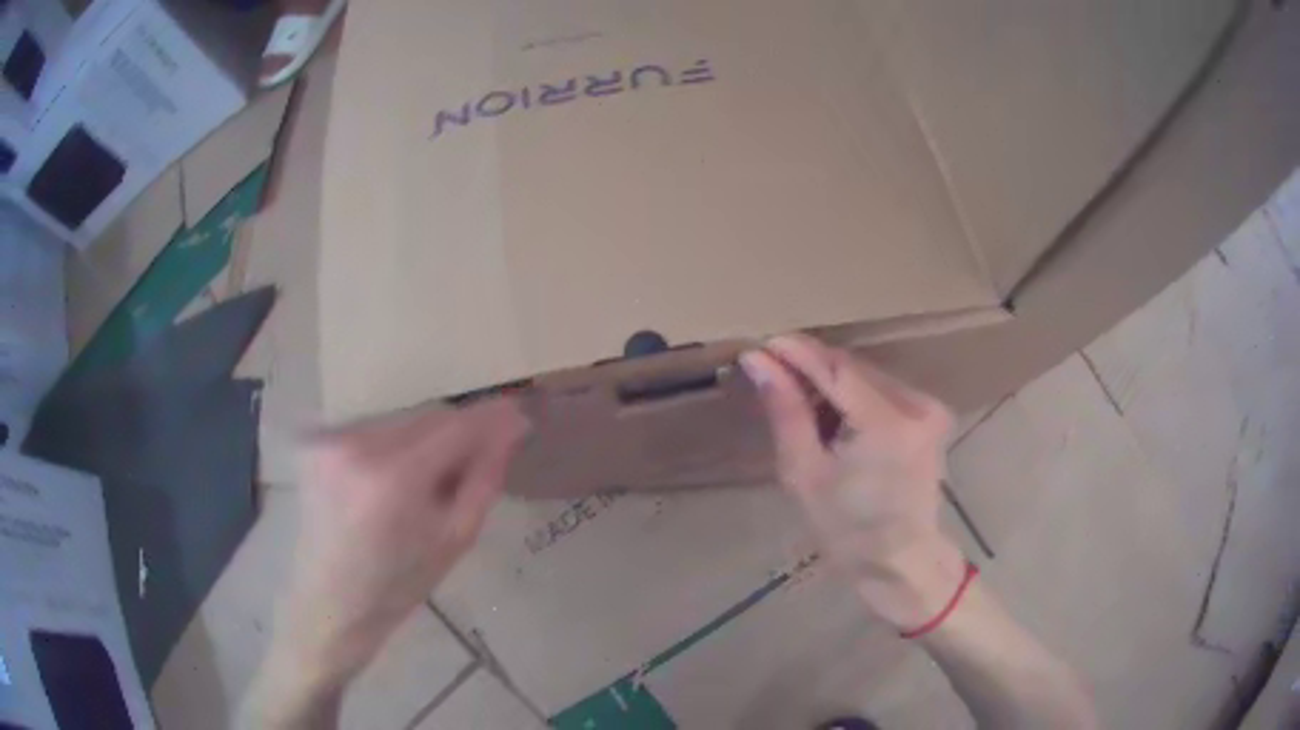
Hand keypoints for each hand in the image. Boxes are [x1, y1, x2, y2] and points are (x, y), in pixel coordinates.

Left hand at [271, 398, 528, 687]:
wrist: (329, 603)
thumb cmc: (397, 586)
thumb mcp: (455, 540)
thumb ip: (484, 478)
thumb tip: (510, 429)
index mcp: (394, 477)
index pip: (455, 425)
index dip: (491, 417)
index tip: (519, 414)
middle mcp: (357, 444)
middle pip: (427, 414)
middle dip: (457, 430)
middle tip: (477, 458)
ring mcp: (330, 439)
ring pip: (401, 418)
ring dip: (425, 438)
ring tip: (430, 478)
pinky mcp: (316, 441)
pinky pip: (373, 428)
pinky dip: (394, 444)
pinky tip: (395, 478)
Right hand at [739, 334, 965, 629]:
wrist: (900, 560)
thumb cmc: (846, 530)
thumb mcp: (804, 472)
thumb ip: (786, 410)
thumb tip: (759, 362)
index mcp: (887, 424)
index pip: (836, 369)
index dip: (797, 352)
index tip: (762, 345)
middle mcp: (916, 405)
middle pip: (853, 367)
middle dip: (812, 368)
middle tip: (774, 377)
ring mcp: (929, 407)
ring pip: (867, 375)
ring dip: (832, 382)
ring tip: (802, 407)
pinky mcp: (931, 413)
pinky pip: (883, 389)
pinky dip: (854, 396)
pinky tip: (835, 418)